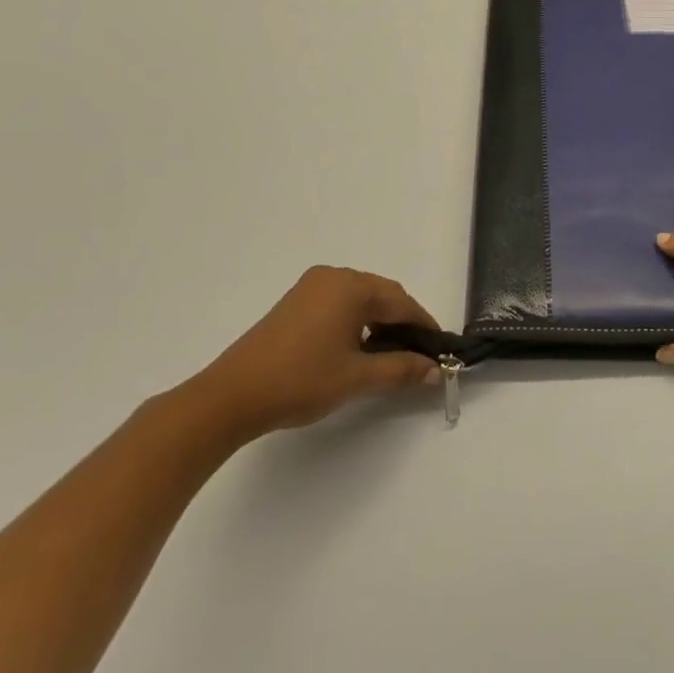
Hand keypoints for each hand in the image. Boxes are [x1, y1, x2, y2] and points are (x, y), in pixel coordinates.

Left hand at [183, 267, 441, 441]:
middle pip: (382, 296)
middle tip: (419, 357)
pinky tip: (359, 349)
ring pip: (360, 300)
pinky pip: (340, 304)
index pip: (402, 302)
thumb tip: (436, 370)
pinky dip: (357, 322)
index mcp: (350, 286)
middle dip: (403, 323)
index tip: (440, 352)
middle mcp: (332, 277)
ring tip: (391, 356)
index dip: (424, 327)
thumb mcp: (358, 377)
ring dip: (380, 323)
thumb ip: (401, 369)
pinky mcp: (295, 303)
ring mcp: (310, 288)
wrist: (232, 395)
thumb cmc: (301, 380)